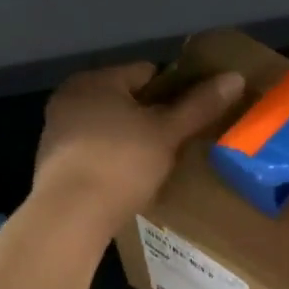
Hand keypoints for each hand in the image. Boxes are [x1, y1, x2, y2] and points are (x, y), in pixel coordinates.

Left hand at [34, 62, 244, 226]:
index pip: (147, 72)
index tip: (195, 113)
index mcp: (95, 80)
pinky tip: (131, 180)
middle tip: (181, 140)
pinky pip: (95, 152)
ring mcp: (57, 132)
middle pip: (126, 100)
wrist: (70, 215)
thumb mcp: (167, 132)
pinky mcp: (54, 164)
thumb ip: (199, 105)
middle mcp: (70, 98)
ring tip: (160, 162)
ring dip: (132, 140)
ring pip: (109, 127)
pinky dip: (113, 160)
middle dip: (153, 117)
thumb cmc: (120, 162)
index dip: (175, 90)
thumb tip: (235, 77)